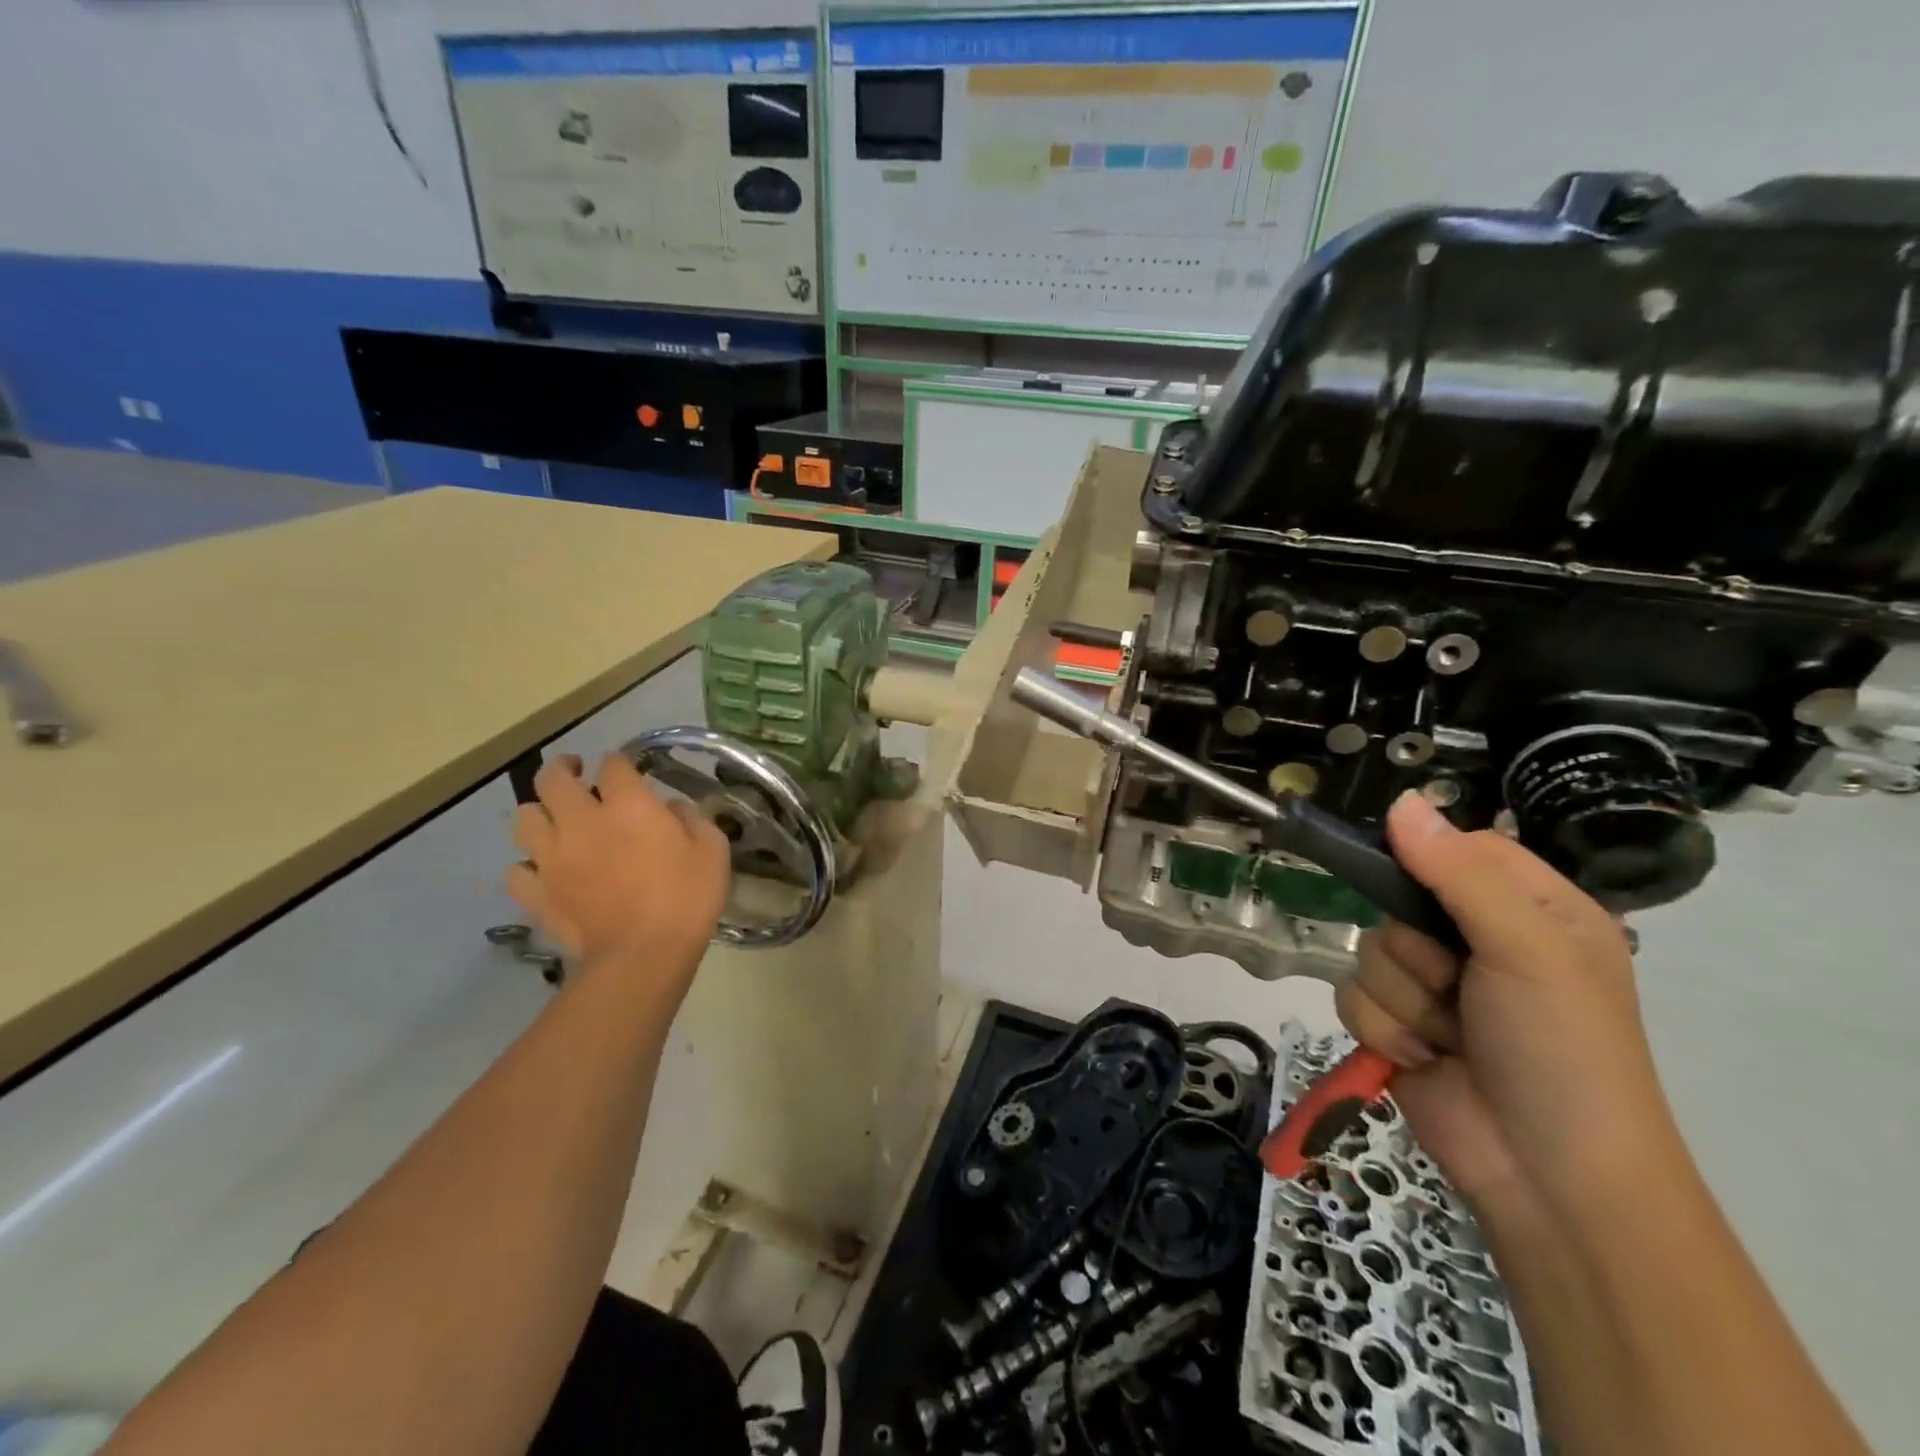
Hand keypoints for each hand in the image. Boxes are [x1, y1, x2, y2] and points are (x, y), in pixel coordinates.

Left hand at [507, 754, 730, 991]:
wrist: (643, 956)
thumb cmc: (686, 898)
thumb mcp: (712, 849)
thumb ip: (691, 818)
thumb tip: (671, 807)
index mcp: (627, 804)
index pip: (613, 763)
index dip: (620, 763)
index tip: (629, 771)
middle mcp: (580, 820)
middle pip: (552, 778)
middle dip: (564, 769)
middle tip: (577, 774)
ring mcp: (551, 857)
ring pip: (524, 817)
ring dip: (540, 812)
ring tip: (557, 821)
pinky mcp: (536, 893)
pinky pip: (517, 869)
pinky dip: (529, 864)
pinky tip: (546, 870)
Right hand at [1336, 792, 1683, 1214]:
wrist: (1548, 1177)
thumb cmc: (1561, 1051)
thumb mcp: (1528, 950)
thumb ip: (1460, 874)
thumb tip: (1400, 801)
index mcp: (1532, 910)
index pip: (1457, 848)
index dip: (1428, 860)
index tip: (1414, 883)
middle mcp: (1479, 941)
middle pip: (1396, 901)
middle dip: (1415, 950)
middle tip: (1458, 984)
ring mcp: (1435, 986)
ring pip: (1369, 951)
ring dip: (1403, 999)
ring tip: (1449, 1037)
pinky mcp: (1397, 1025)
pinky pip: (1352, 996)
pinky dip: (1383, 1029)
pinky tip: (1424, 1058)